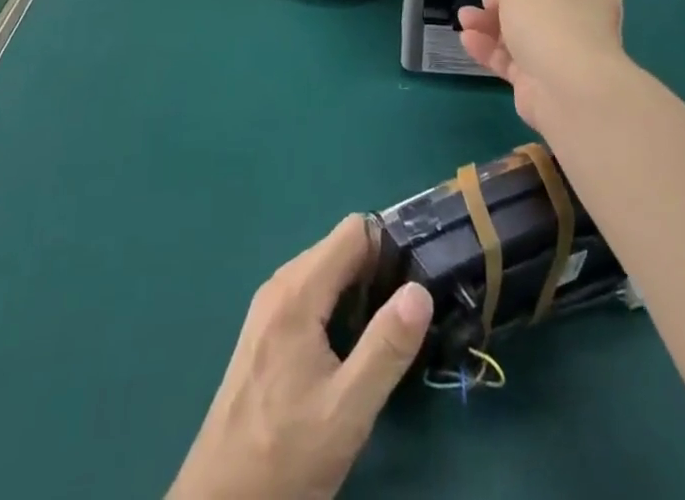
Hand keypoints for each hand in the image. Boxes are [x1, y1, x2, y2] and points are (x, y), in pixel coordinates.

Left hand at [168, 216, 432, 499]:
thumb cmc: (287, 454)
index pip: (353, 231)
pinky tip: (350, 348)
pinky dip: (336, 305)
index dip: (389, 245)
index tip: (417, 277)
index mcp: (298, 291)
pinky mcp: (265, 330)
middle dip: (377, 268)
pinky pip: (310, 294)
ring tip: (386, 332)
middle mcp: (279, 285)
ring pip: (325, 271)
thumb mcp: (348, 409)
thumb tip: (419, 291)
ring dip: (358, 289)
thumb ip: (387, 346)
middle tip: (407, 312)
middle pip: (339, 248)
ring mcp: (268, 307)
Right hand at [458, 0, 626, 129]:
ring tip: (462, 22)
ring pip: (519, 38)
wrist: (568, 85)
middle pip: (532, 12)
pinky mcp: (544, 85)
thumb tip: (498, 3)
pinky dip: (489, 52)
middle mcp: (580, 21)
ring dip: (488, 29)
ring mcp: (564, 55)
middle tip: (472, 10)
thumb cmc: (548, 19)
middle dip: (497, 9)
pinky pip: (512, 63)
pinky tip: (468, 42)